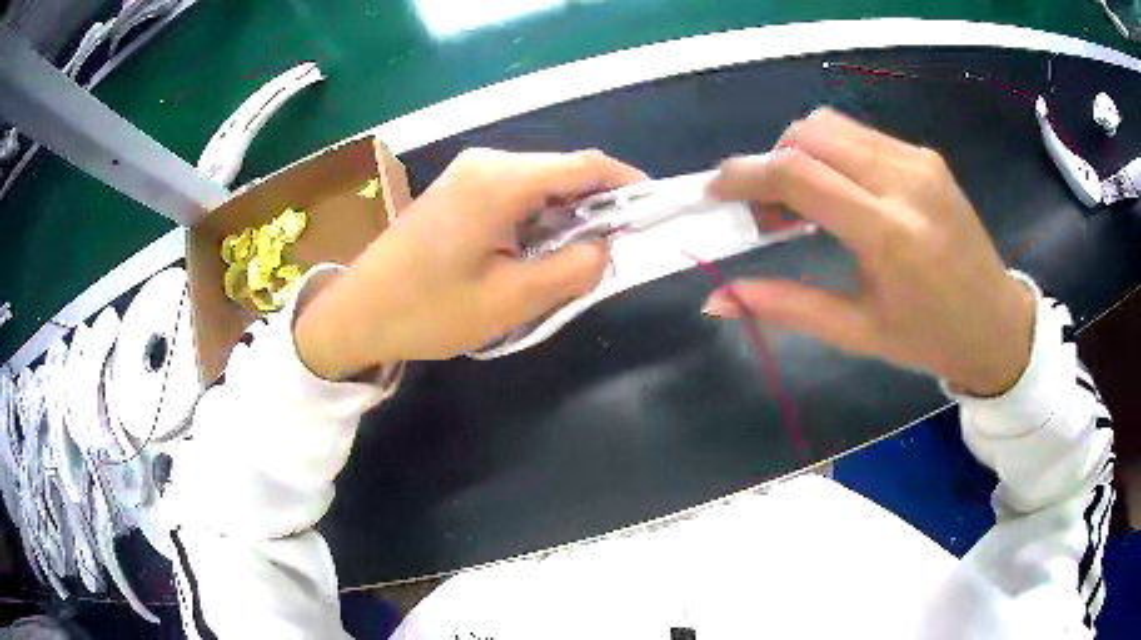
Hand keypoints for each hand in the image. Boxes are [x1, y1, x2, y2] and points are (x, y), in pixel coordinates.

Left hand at [295, 148, 645, 378]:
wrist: (357, 313)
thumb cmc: (428, 310)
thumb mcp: (510, 300)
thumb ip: (571, 269)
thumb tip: (606, 247)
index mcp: (501, 180)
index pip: (584, 165)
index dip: (627, 182)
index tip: (654, 209)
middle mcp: (487, 162)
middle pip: (563, 171)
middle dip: (598, 204)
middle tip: (620, 246)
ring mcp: (469, 172)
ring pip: (540, 183)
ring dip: (568, 214)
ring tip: (584, 255)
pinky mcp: (458, 189)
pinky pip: (515, 193)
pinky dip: (539, 216)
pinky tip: (542, 248)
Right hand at [704, 109, 1034, 396]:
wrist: (997, 324)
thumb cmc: (929, 339)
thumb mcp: (857, 332)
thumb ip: (786, 307)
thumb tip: (717, 299)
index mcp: (888, 233)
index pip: (799, 174)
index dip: (746, 175)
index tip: (717, 191)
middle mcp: (904, 181)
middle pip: (809, 133)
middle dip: (771, 160)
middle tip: (766, 208)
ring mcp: (919, 161)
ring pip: (832, 125)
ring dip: (800, 152)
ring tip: (801, 201)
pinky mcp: (926, 156)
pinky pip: (860, 135)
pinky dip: (832, 152)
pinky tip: (839, 191)